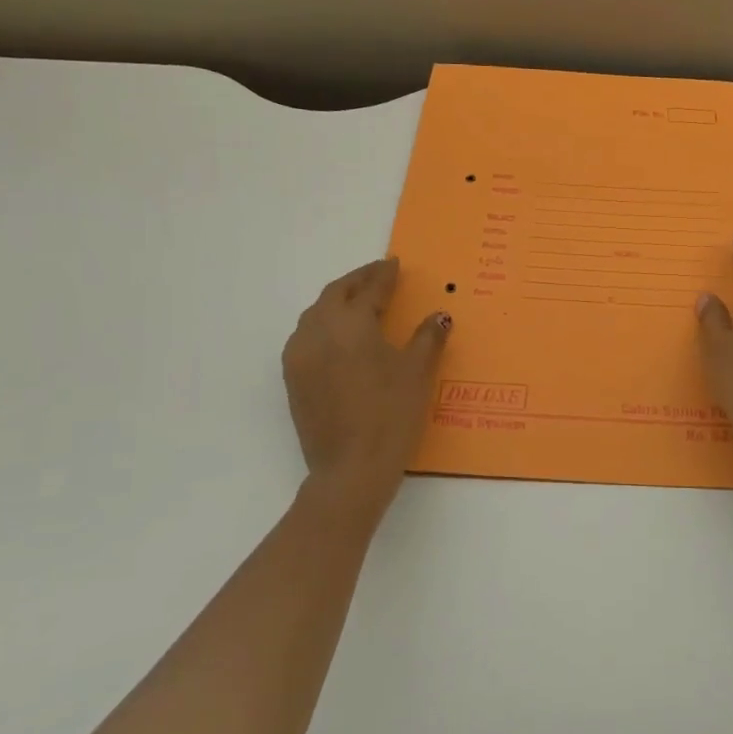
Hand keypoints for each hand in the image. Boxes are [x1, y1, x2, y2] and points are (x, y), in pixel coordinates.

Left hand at [282, 258, 450, 496]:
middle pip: (335, 294)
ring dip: (336, 301)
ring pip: (315, 314)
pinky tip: (338, 337)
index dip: (384, 275)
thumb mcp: (417, 372)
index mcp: (350, 323)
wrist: (350, 469)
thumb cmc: (390, 415)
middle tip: (378, 275)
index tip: (395, 264)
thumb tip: (439, 315)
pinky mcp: (293, 379)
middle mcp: (318, 331)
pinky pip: (305, 337)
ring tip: (358, 301)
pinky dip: (323, 325)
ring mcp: (300, 356)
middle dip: (357, 281)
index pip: (369, 289)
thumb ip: (428, 337)